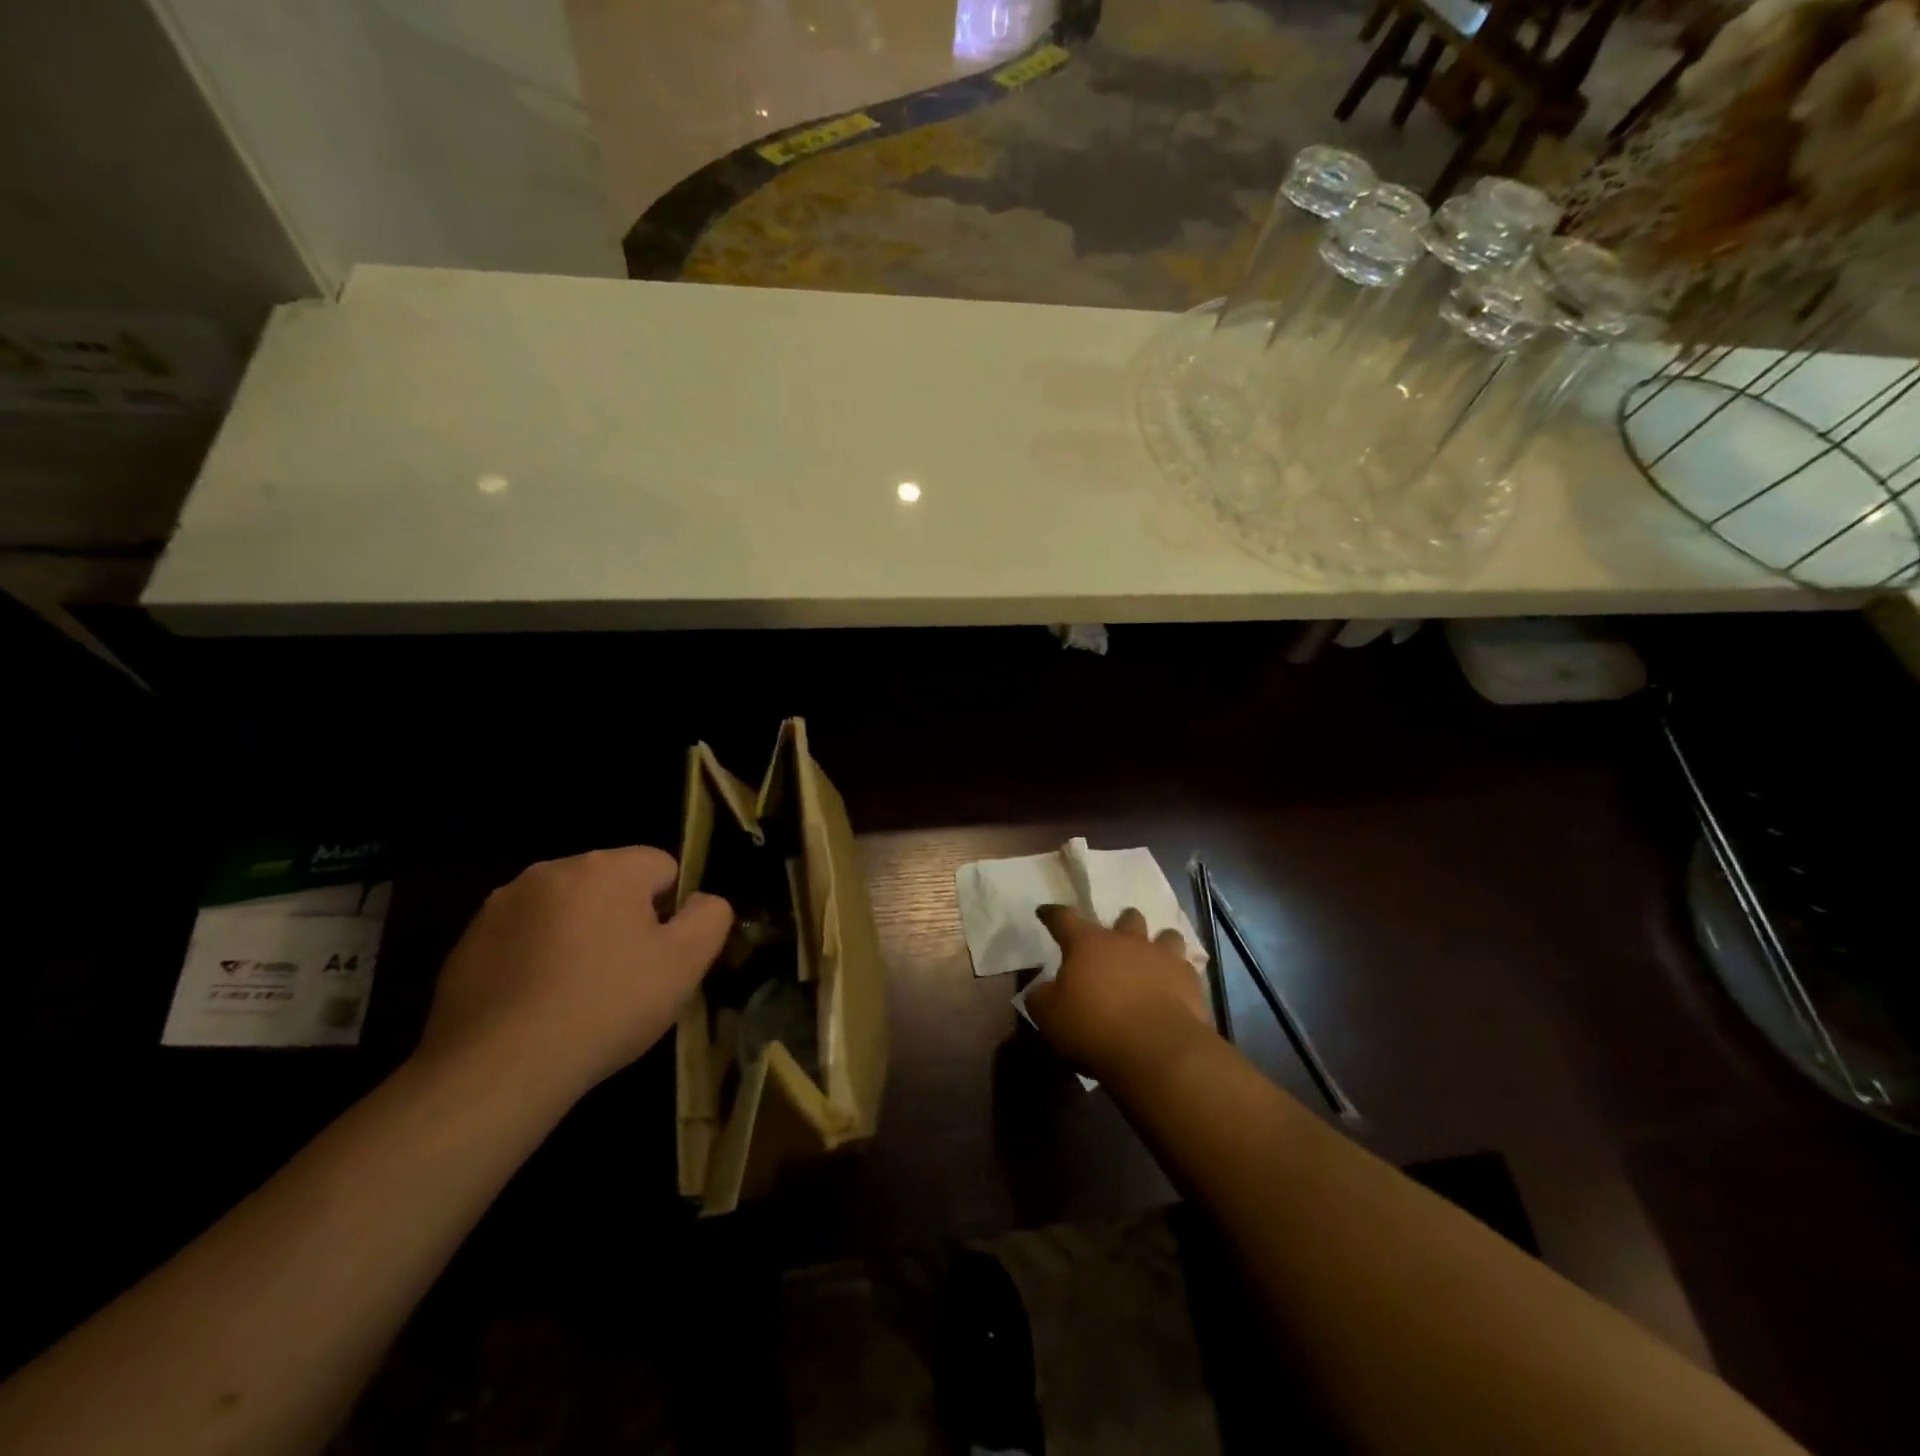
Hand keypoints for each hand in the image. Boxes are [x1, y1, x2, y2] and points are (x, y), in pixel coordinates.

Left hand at [415, 846, 732, 1101]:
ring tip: (578, 996)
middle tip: (625, 977)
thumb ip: (710, 916)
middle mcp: (552, 870)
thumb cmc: (607, 1006)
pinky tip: (537, 1005)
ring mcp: (502, 905)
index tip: (661, 955)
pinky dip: (536, 960)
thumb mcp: (686, 962)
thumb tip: (701, 900)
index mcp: (608, 867)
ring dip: (578, 937)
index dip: (671, 911)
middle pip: (611, 885)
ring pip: (565, 910)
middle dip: (623, 920)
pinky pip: (523, 939)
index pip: (663, 866)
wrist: (498, 1069)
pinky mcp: (466, 942)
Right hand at [1025, 905, 1214, 1082]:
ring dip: (1158, 943)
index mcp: (1088, 943)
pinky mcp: (1190, 981)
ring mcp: (1163, 957)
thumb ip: (1041, 998)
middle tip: (1114, 941)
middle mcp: (1127, 941)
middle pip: (1126, 918)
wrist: (1156, 1050)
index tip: (1045, 912)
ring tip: (1152, 959)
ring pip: (1165, 935)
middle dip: (1121, 925)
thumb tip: (1042, 990)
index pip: (1064, 918)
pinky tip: (1174, 988)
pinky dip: (1178, 974)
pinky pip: (1186, 968)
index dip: (1052, 914)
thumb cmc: (1094, 1028)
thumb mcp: (1049, 1017)